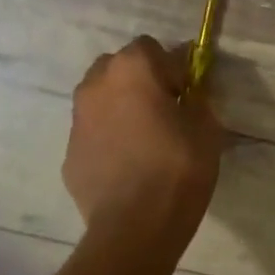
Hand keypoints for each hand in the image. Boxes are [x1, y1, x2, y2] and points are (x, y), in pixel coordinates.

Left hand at [64, 37, 223, 245]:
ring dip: (121, 107)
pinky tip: (127, 165)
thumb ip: (197, 98)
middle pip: (119, 67)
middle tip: (164, 111)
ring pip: (101, 99)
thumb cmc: (177, 168)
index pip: (152, 47)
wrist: (134, 227)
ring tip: (144, 140)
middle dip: (140, 81)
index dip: (172, 67)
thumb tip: (190, 90)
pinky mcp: (68, 152)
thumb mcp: (206, 128)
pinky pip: (93, 133)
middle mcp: (96, 84)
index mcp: (131, 69)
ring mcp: (77, 119)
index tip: (186, 94)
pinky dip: (108, 139)